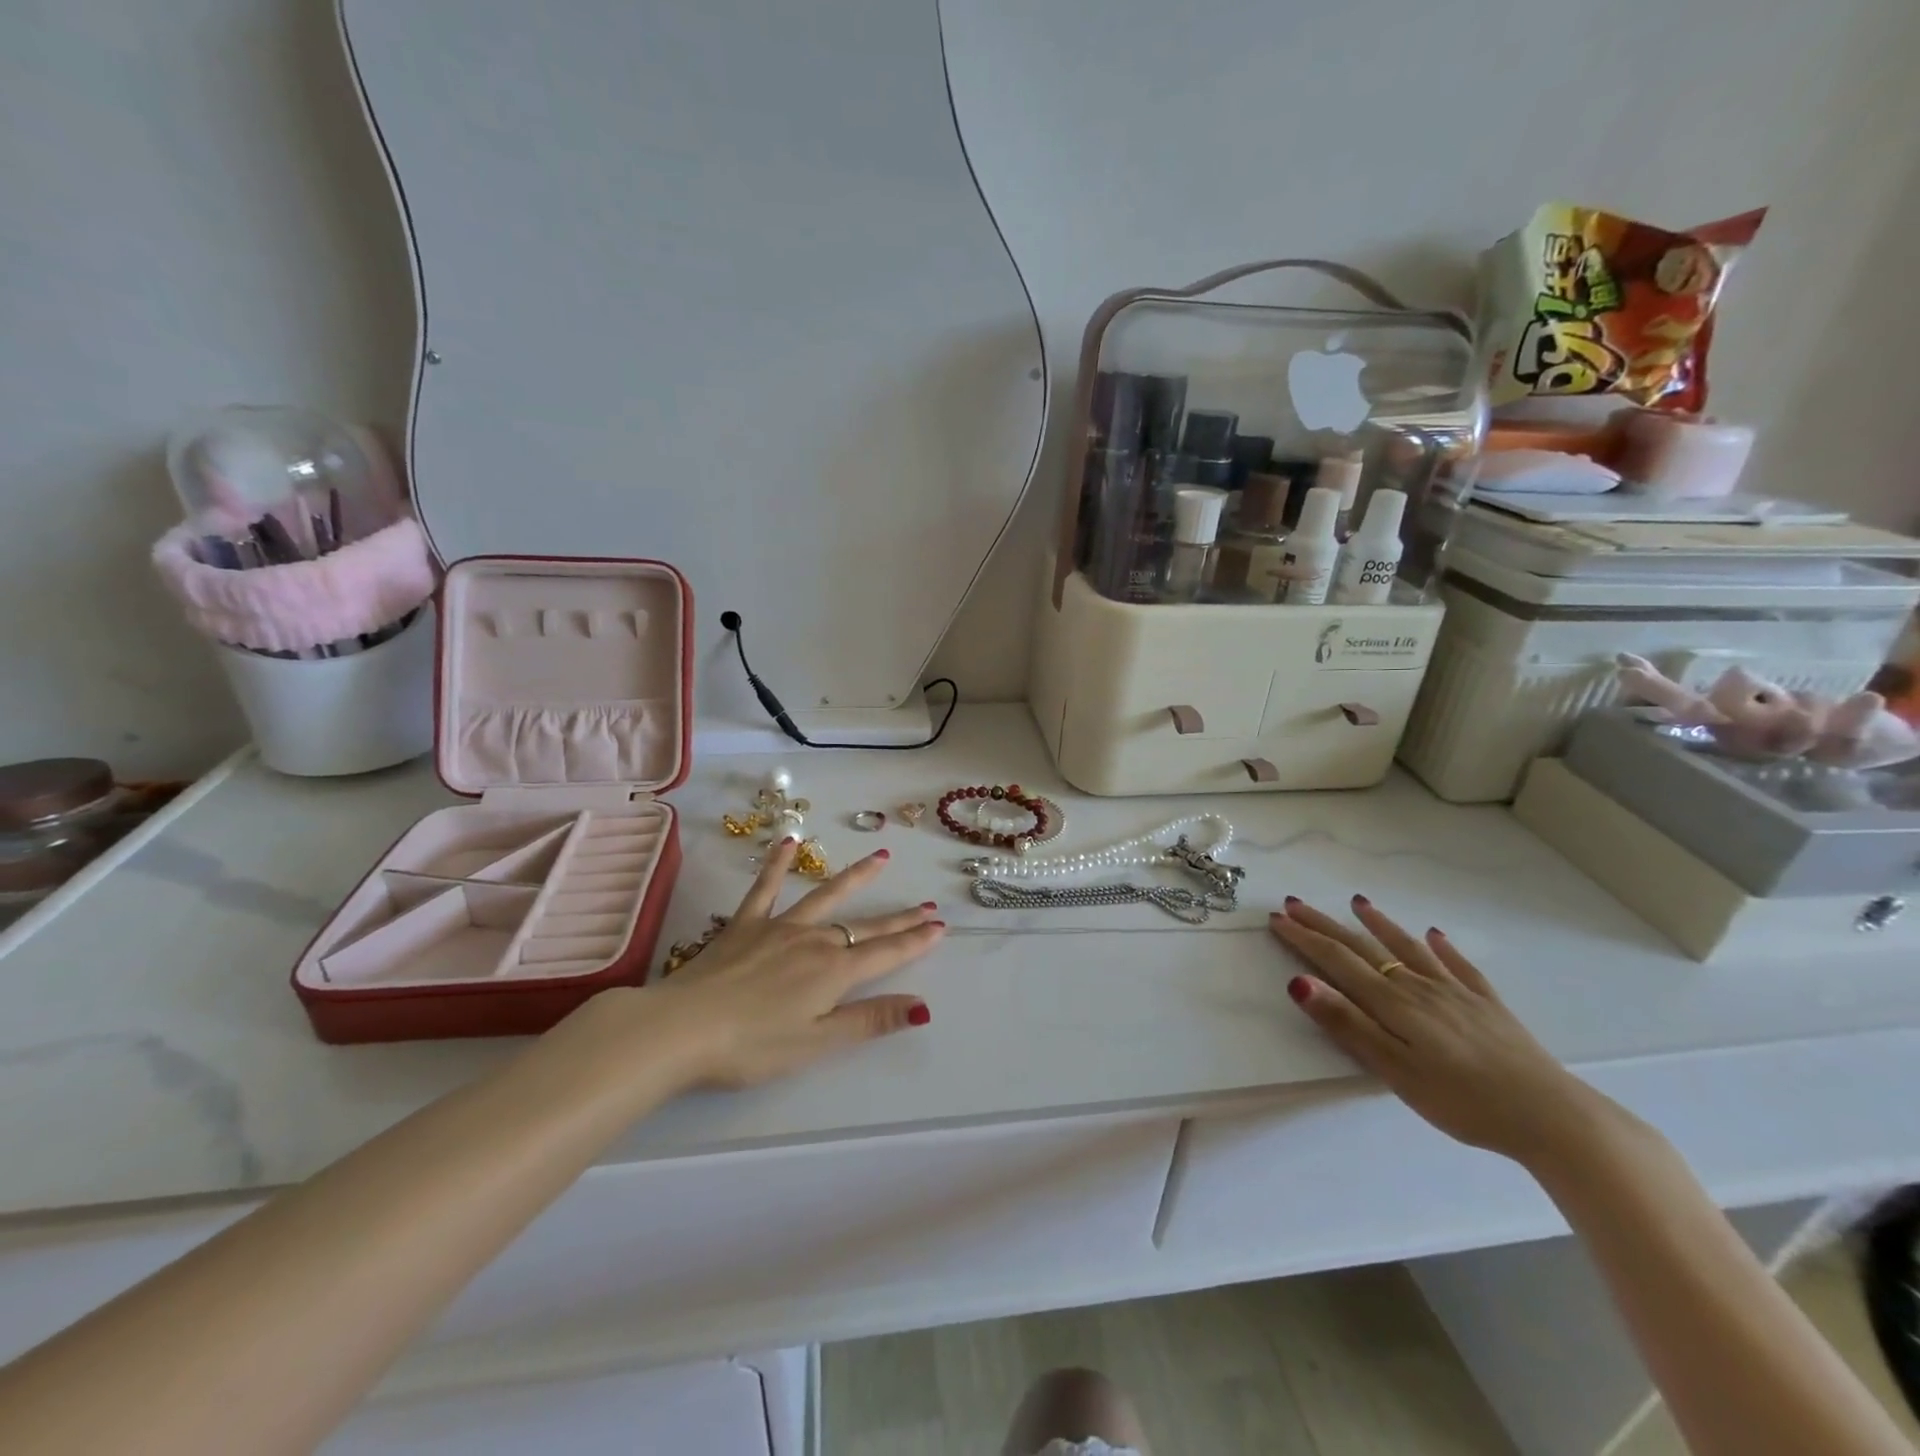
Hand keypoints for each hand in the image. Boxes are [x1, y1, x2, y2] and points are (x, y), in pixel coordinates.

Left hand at [646, 838, 945, 1088]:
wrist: (680, 1028)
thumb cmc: (751, 1046)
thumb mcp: (816, 1042)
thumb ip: (869, 1020)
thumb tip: (922, 1005)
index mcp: (833, 972)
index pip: (885, 953)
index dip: (915, 941)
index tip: (940, 926)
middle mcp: (813, 941)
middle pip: (865, 926)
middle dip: (899, 917)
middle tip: (926, 904)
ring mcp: (779, 927)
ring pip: (826, 896)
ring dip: (856, 877)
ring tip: (881, 857)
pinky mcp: (745, 923)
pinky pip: (765, 888)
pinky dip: (777, 864)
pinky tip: (788, 842)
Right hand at [1270, 895, 1603, 1165]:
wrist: (1553, 1117)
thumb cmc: (1463, 1101)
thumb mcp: (1395, 1070)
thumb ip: (1347, 1024)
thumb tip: (1298, 981)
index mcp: (1393, 1003)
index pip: (1338, 961)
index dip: (1305, 939)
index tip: (1277, 919)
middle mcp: (1420, 987)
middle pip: (1365, 948)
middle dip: (1327, 925)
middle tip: (1296, 904)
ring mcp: (1458, 993)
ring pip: (1410, 948)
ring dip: (1380, 924)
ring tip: (1359, 902)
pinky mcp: (1489, 1006)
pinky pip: (1460, 967)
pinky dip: (1443, 948)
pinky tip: (1436, 935)